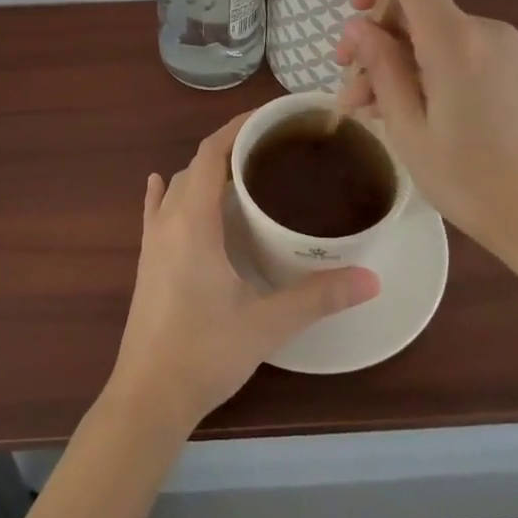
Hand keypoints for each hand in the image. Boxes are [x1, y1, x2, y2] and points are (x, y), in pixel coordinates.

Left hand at [107, 112, 379, 436]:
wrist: (147, 398)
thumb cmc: (205, 353)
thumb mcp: (267, 323)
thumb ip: (318, 297)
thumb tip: (371, 279)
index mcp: (194, 222)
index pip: (212, 153)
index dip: (237, 128)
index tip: (269, 118)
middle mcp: (169, 221)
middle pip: (196, 165)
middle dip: (229, 147)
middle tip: (271, 148)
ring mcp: (152, 241)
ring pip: (177, 186)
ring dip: (204, 171)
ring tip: (241, 171)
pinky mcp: (146, 262)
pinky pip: (154, 211)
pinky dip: (165, 192)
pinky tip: (161, 184)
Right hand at [334, 0, 517, 268]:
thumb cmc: (472, 181)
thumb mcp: (409, 128)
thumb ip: (381, 67)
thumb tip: (357, 24)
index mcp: (455, 38)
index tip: (354, 14)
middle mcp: (480, 28)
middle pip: (412, 4)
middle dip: (372, 37)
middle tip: (347, 85)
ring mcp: (497, 45)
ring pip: (425, 32)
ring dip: (391, 61)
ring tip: (364, 108)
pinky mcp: (504, 64)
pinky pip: (447, 48)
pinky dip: (417, 69)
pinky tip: (396, 107)